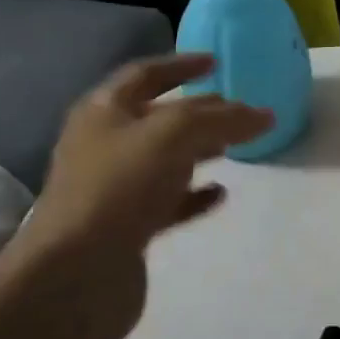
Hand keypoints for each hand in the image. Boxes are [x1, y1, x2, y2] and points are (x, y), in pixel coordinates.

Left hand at [7, 54, 271, 338]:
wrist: (76, 276)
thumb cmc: (120, 186)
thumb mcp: (175, 134)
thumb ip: (221, 119)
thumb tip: (264, 114)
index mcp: (103, 111)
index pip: (146, 74)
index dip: (182, 65)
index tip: (217, 62)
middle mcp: (104, 145)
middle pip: (157, 117)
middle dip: (198, 111)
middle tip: (236, 111)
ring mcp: (113, 189)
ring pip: (164, 160)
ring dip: (198, 151)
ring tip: (234, 149)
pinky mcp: (125, 229)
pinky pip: (167, 202)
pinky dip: (194, 195)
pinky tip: (220, 194)